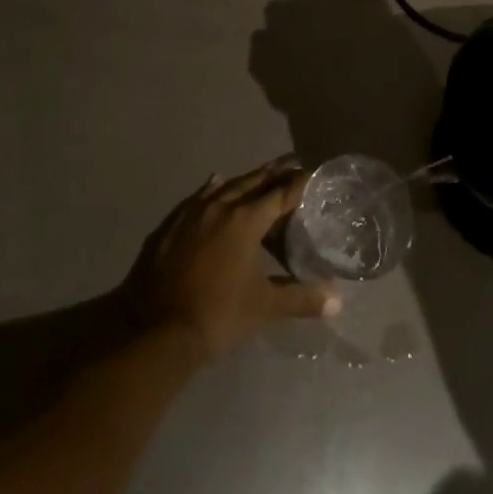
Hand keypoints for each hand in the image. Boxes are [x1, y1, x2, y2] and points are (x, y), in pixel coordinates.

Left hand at [124, 159, 340, 360]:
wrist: (155, 329)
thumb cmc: (217, 315)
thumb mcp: (264, 308)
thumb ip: (300, 299)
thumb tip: (337, 301)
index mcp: (246, 220)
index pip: (280, 194)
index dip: (299, 183)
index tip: (313, 173)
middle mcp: (221, 206)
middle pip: (253, 182)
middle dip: (274, 173)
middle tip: (292, 164)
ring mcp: (193, 213)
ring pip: (225, 186)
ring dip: (246, 180)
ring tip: (260, 174)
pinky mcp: (172, 224)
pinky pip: (198, 196)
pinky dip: (212, 188)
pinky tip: (215, 182)